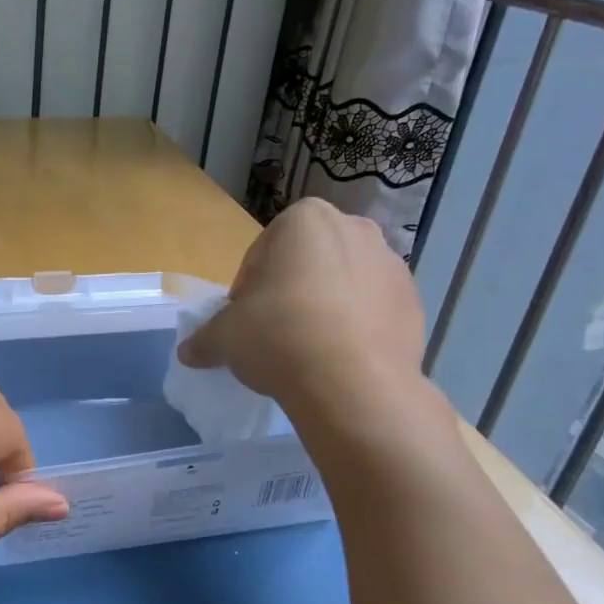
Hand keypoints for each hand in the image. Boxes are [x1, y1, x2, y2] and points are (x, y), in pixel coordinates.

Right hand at [179, 198, 431, 428]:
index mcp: (305, 220)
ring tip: (309, 351)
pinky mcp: (414, 302)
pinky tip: (339, 360)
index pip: (262, 253)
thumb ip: (205, 338)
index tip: (244, 321)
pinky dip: (356, 327)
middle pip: (307, 262)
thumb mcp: (225, 337)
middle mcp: (354, 229)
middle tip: (273, 333)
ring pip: (343, 283)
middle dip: (290, 291)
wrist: (353, 383)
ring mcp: (391, 265)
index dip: (247, 289)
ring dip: (325, 307)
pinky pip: (373, 310)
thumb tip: (188, 352)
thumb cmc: (278, 336)